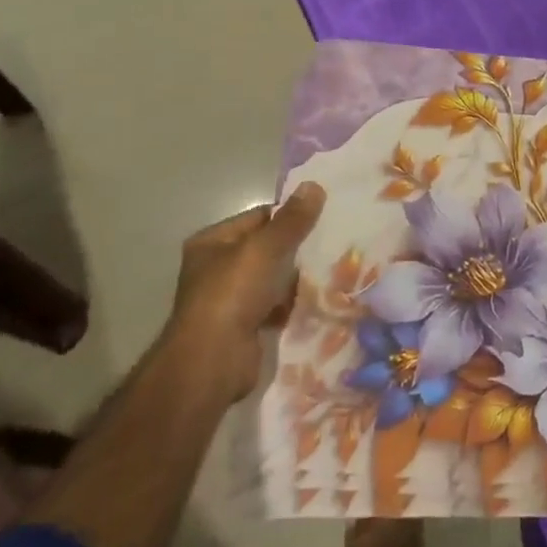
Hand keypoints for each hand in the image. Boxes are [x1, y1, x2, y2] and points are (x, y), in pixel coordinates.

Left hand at [171, 182, 325, 394]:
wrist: (212, 361)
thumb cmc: (233, 294)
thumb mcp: (265, 248)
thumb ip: (292, 220)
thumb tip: (314, 185)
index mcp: (212, 242)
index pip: (258, 217)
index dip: (289, 216)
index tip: (324, 217)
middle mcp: (216, 267)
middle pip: (266, 248)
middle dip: (297, 249)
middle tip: (334, 243)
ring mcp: (228, 299)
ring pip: (272, 278)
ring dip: (297, 278)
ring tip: (333, 270)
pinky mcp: (243, 326)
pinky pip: (274, 306)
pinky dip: (292, 304)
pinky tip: (318, 300)